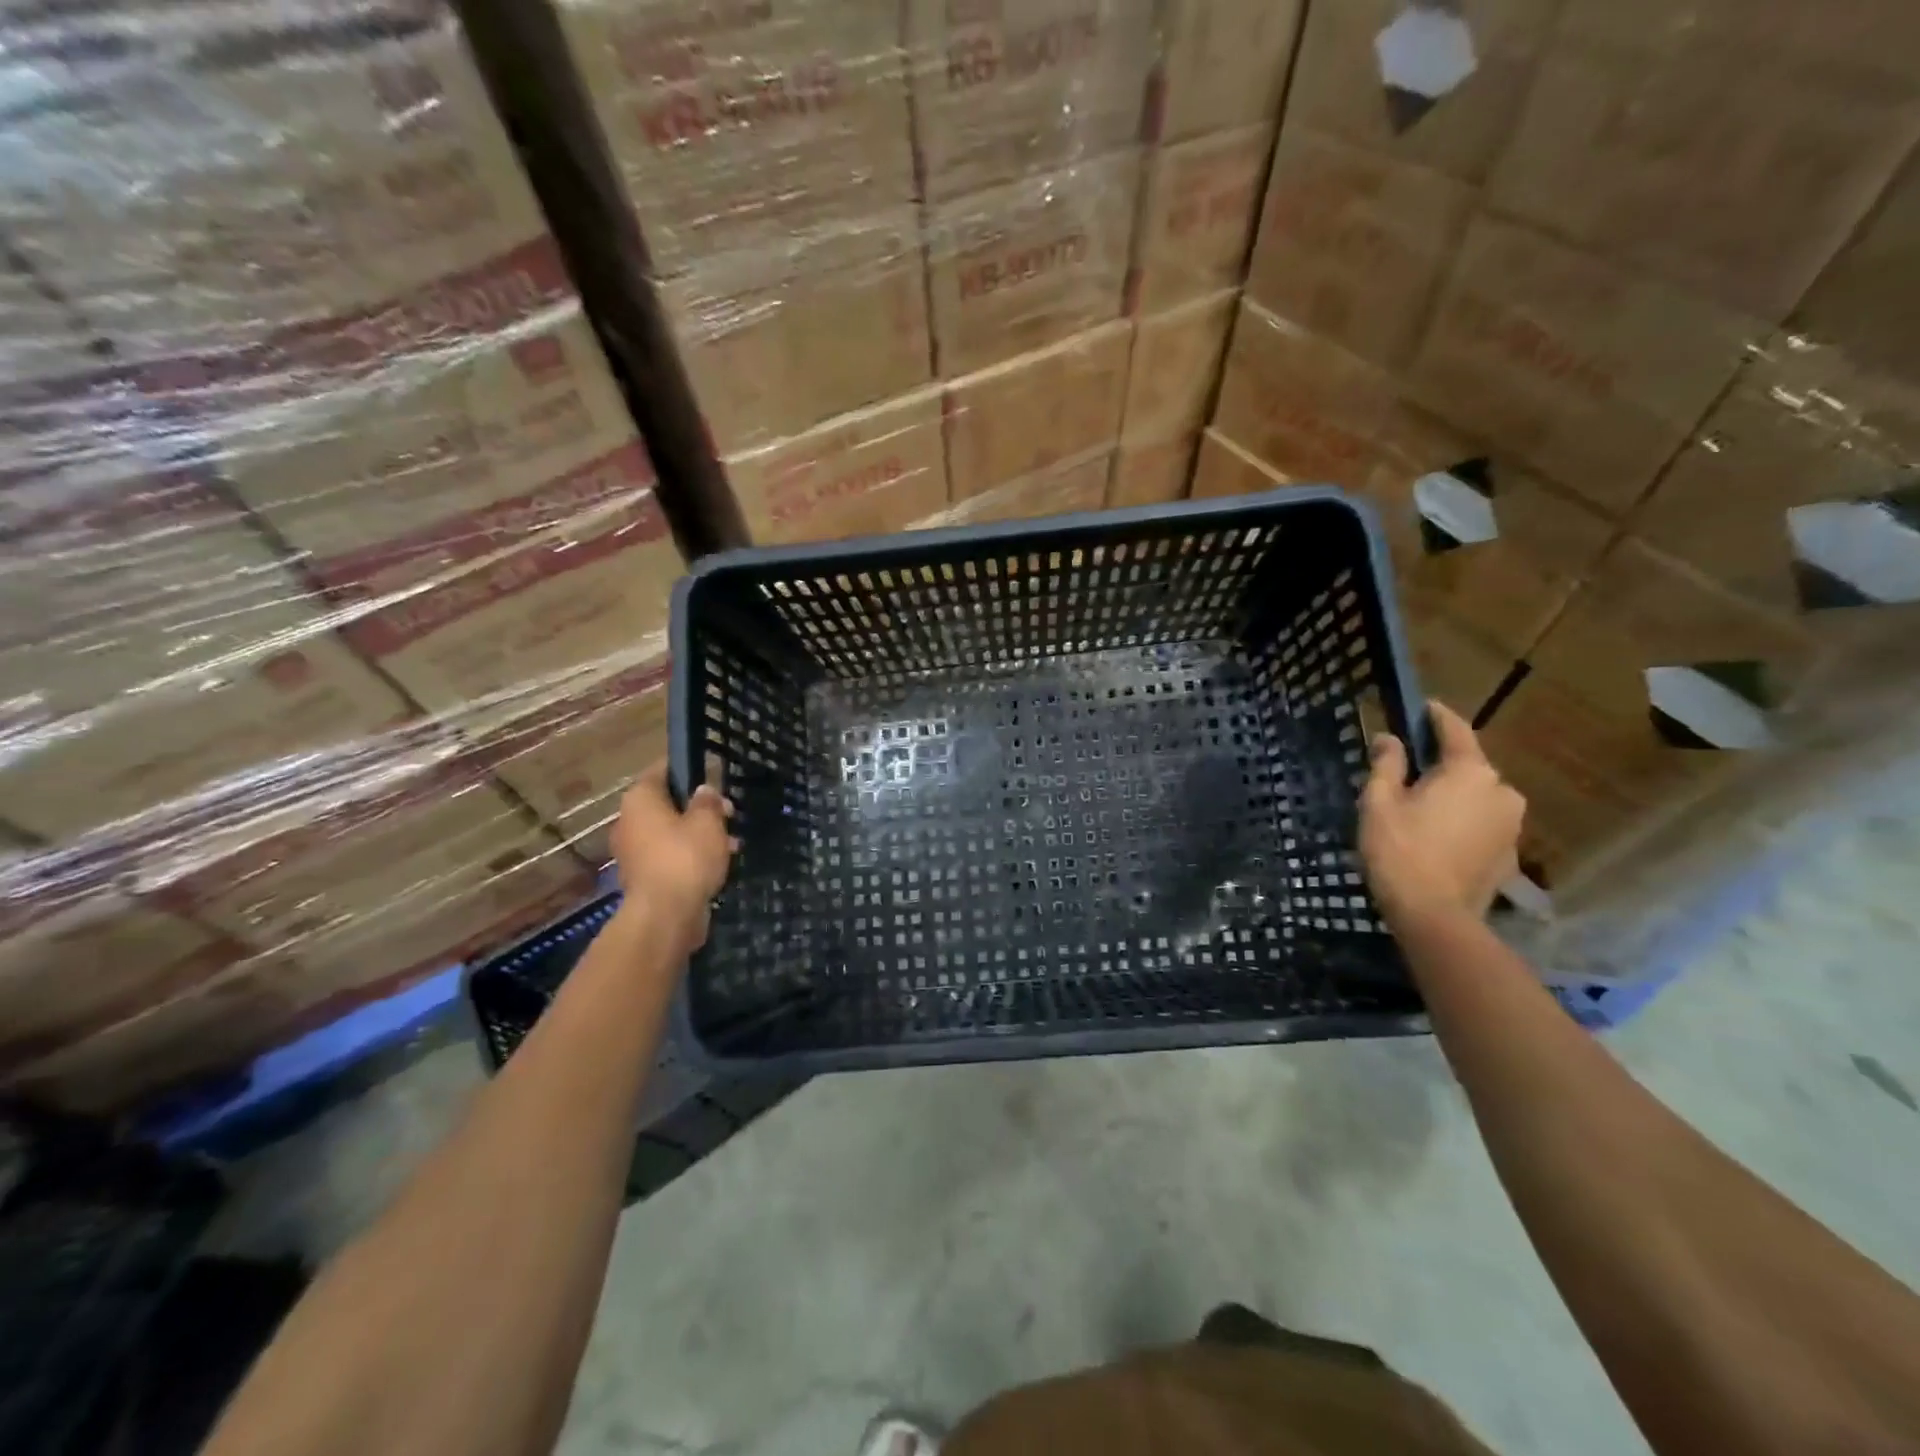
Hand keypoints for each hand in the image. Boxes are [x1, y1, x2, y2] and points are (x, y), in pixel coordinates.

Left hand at [611, 763, 735, 954]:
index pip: (662, 769)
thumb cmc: (686, 857)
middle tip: (729, 813)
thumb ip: (708, 801)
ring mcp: (633, 851)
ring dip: (699, 834)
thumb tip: (703, 790)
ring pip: (671, 831)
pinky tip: (717, 864)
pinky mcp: (643, 877)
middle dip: (699, 807)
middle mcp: (629, 821)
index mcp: (640, 799)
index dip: (689, 768)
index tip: (714, 774)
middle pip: (667, 803)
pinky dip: (690, 856)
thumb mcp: (708, 821)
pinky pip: (670, 856)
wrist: (665, 915)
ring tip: (731, 842)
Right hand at [1360, 700, 1523, 929]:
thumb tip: (1390, 738)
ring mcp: (1512, 825)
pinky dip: (1462, 823)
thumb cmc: (1400, 850)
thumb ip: (1387, 764)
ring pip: (1478, 797)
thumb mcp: (1379, 802)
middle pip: (1469, 766)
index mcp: (1470, 771)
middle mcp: (1502, 790)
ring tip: (1421, 810)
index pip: (1455, 730)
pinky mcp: (1511, 854)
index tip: (1422, 706)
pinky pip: (1483, 825)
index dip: (1436, 716)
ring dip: (1454, 796)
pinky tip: (1437, 839)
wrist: (1434, 915)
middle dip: (1441, 765)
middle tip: (1409, 772)